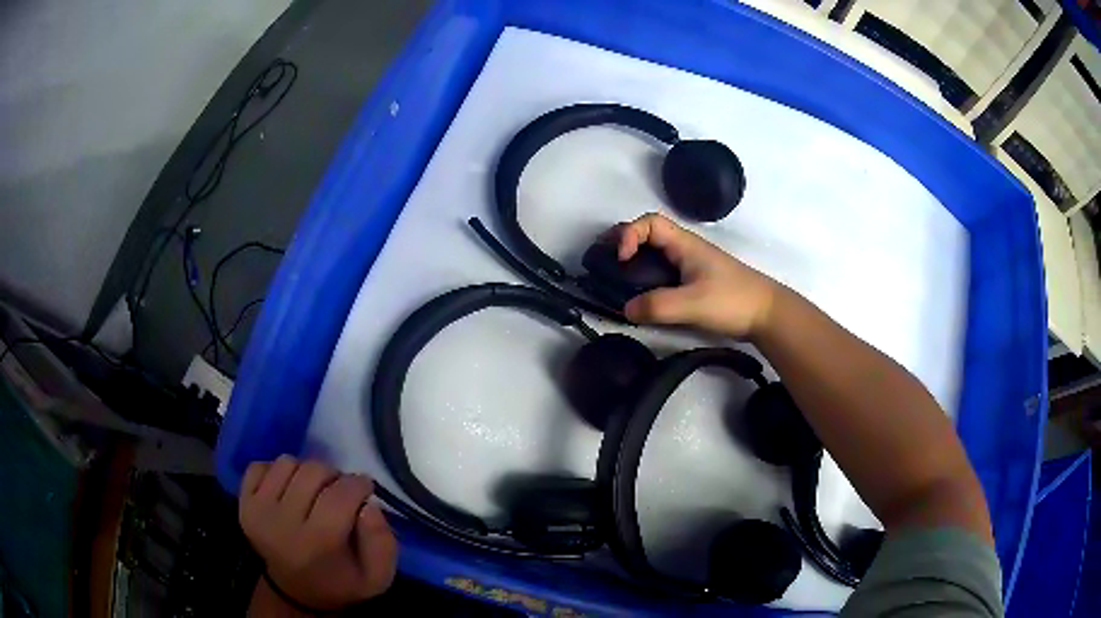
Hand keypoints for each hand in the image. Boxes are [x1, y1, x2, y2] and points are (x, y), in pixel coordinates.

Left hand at [240, 457, 397, 612]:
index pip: (340, 495)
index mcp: (317, 544)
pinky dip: (276, 472)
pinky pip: (259, 466)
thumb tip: (369, 506)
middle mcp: (281, 524)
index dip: (359, 484)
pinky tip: (287, 490)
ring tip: (313, 491)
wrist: (295, 591)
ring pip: (287, 463)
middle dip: (334, 475)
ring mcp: (257, 510)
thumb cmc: (341, 582)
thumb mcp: (377, 577)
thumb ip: (383, 543)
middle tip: (340, 491)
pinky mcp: (243, 502)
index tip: (365, 489)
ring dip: (305, 472)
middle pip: (312, 472)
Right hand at [616, 213, 779, 337]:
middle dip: (624, 241)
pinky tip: (641, 293)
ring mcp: (691, 265)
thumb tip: (626, 308)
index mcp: (685, 244)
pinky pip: (664, 271)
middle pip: (649, 233)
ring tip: (615, 276)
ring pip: (656, 253)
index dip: (629, 234)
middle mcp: (685, 250)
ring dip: (634, 259)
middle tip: (604, 259)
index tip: (621, 259)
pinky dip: (646, 276)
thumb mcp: (693, 304)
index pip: (650, 223)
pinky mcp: (695, 282)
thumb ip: (658, 306)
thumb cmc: (733, 300)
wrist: (767, 314)